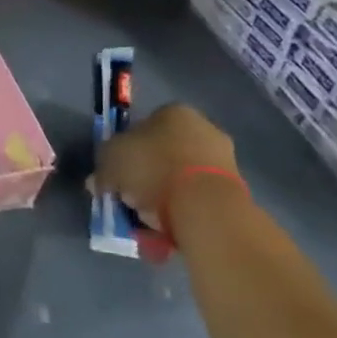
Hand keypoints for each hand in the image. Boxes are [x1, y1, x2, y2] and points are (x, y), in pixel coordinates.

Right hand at [90, 102, 238, 226]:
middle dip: (147, 173)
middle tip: (129, 194)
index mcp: (174, 112)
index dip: (126, 148)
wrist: (205, 207)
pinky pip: (197, 197)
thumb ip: (103, 167)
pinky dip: (183, 208)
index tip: (117, 171)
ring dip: (165, 192)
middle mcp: (204, 128)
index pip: (144, 125)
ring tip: (146, 217)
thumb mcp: (109, 160)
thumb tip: (99, 180)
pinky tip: (167, 225)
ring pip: (181, 175)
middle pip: (164, 151)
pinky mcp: (236, 190)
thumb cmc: (153, 169)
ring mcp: (224, 159)